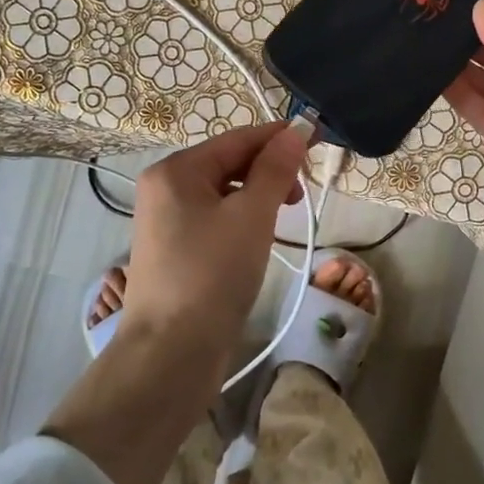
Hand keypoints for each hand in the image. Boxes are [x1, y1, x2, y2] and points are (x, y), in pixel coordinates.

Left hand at [119, 120, 309, 355]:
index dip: (279, 137)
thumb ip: (275, 169)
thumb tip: (295, 131)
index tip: (319, 138)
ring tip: (285, 215)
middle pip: (228, 163)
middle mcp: (164, 187)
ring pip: (223, 192)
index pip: (238, 139)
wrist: (171, 352)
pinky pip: (214, 217)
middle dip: (269, 169)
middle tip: (302, 192)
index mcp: (176, 170)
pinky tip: (260, 235)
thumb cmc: (213, 274)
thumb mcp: (252, 216)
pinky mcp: (174, 249)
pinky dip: (241, 217)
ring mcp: (166, 220)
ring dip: (258, 195)